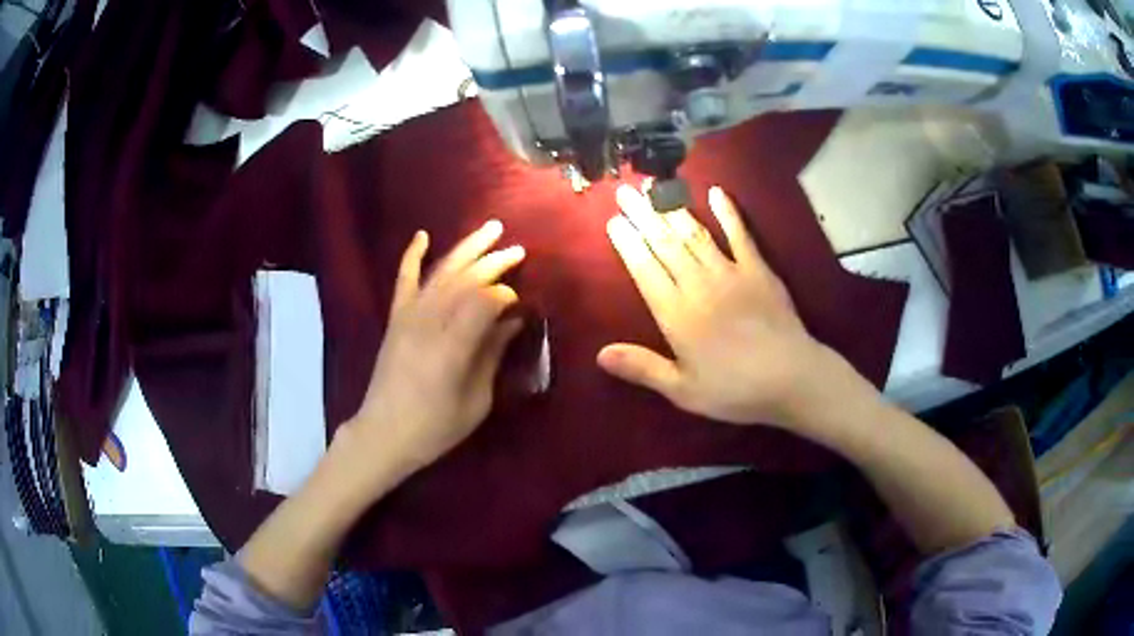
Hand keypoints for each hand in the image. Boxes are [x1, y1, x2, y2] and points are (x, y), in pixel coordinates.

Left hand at [344, 221, 524, 482]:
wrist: (383, 434)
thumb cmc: (434, 428)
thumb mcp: (476, 401)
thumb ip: (492, 356)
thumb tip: (511, 323)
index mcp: (453, 347)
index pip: (485, 302)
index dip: (506, 296)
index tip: (521, 303)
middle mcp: (429, 323)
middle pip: (465, 280)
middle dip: (494, 262)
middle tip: (518, 251)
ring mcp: (408, 317)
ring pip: (441, 272)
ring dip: (466, 249)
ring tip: (491, 229)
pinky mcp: (395, 319)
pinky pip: (403, 280)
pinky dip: (412, 256)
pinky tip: (423, 236)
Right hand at [598, 184, 851, 428]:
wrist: (791, 378)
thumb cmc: (734, 390)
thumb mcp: (683, 391)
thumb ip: (643, 368)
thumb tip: (599, 354)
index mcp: (676, 314)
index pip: (645, 270)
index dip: (628, 244)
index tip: (614, 221)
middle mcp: (698, 285)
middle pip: (665, 244)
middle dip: (643, 216)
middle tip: (625, 191)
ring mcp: (730, 273)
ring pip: (695, 234)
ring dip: (673, 210)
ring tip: (655, 188)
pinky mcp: (758, 269)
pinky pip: (740, 235)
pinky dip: (729, 213)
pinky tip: (717, 193)